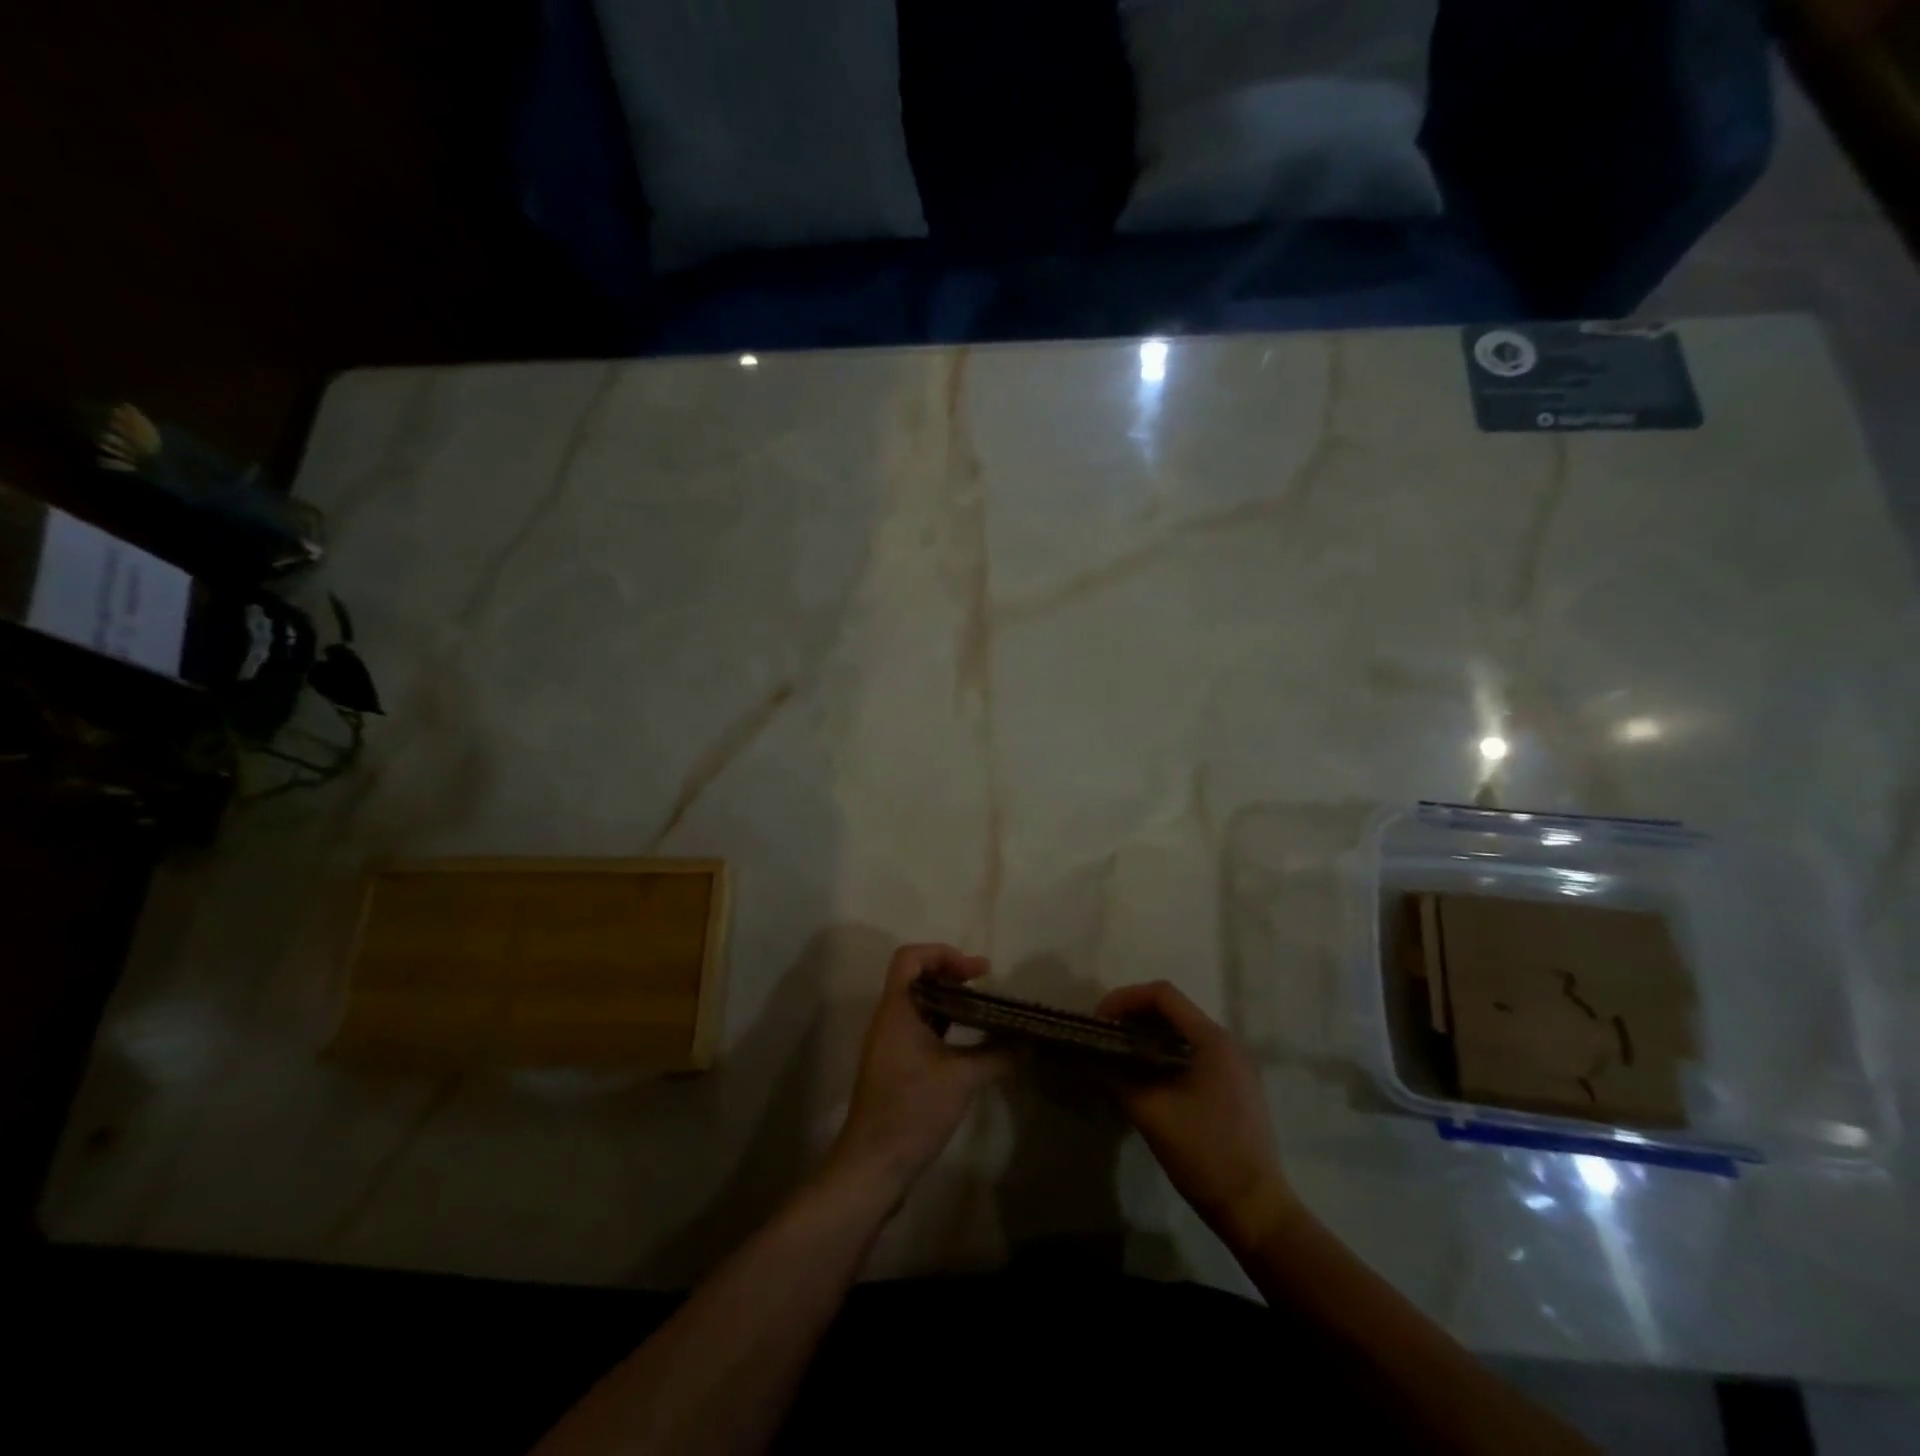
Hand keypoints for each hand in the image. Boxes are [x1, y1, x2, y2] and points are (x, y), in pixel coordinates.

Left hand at [826, 944, 1009, 1201]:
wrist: (873, 1164)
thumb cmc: (912, 1110)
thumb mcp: (961, 1080)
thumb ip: (996, 1056)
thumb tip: (1027, 1044)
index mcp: (897, 1010)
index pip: (910, 958)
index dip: (943, 954)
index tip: (976, 972)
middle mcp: (889, 1019)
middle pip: (915, 976)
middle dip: (950, 973)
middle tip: (983, 984)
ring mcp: (889, 1043)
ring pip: (918, 1003)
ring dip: (948, 999)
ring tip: (982, 1008)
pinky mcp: (895, 1064)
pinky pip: (919, 1027)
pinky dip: (943, 1023)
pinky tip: (969, 1040)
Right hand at [1096, 981, 1297, 1248]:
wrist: (1256, 1209)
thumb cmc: (1205, 1155)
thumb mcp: (1152, 1114)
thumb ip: (1118, 1079)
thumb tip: (1091, 1060)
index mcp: (1212, 1040)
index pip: (1163, 995)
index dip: (1125, 999)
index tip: (1099, 1021)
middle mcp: (1227, 1043)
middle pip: (1173, 1009)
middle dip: (1134, 1015)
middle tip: (1104, 1036)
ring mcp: (1235, 1065)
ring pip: (1183, 1031)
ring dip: (1148, 1034)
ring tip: (1119, 1052)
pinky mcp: (1235, 1085)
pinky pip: (1194, 1051)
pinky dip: (1165, 1052)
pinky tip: (1146, 1074)